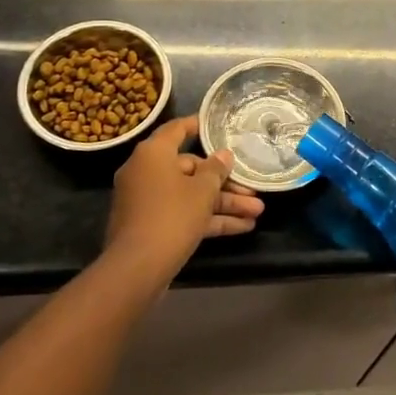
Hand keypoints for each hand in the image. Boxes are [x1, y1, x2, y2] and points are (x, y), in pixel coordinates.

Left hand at [105, 116, 263, 281]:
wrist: (137, 268)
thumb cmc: (172, 216)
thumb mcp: (202, 190)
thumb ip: (216, 170)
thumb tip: (223, 155)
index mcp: (153, 154)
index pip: (177, 130)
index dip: (198, 126)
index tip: (217, 126)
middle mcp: (146, 172)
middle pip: (191, 169)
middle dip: (225, 183)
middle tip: (253, 190)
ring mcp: (147, 201)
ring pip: (191, 195)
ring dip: (223, 204)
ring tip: (258, 212)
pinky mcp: (151, 226)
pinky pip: (183, 214)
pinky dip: (208, 219)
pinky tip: (242, 227)